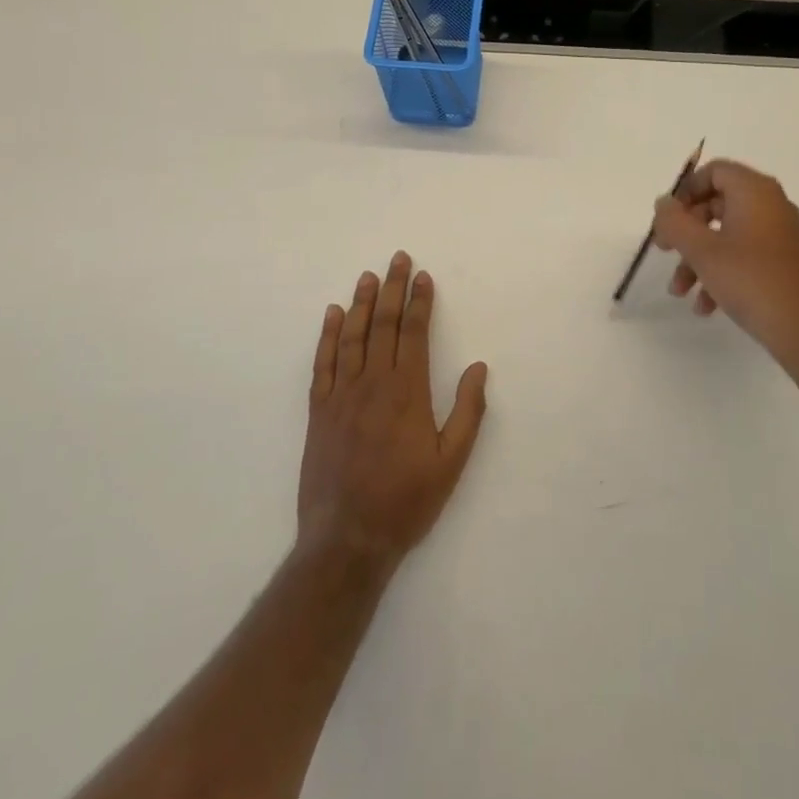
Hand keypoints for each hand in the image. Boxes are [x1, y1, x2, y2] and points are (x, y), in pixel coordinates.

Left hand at [297, 252, 488, 569]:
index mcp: (407, 392)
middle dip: (393, 289)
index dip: (419, 302)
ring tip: (368, 276)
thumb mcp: (451, 462)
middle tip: (398, 259)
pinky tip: (334, 315)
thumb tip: (478, 368)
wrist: (347, 540)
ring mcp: (342, 395)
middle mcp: (373, 383)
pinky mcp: (320, 411)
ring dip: (362, 303)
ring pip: (353, 337)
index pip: (413, 333)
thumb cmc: (406, 502)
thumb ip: (467, 412)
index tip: (423, 276)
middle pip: (384, 325)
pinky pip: (323, 363)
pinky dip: (328, 336)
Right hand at [651, 160, 798, 380]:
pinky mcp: (786, 263)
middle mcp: (771, 206)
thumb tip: (664, 203)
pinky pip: (745, 256)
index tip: (667, 219)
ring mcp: (781, 235)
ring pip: (727, 235)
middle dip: (686, 231)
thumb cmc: (751, 281)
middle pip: (717, 204)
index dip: (685, 191)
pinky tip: (707, 307)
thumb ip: (675, 222)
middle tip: (665, 252)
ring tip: (680, 292)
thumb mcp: (702, 251)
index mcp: (755, 192)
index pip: (714, 171)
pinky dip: (722, 273)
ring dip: (698, 259)